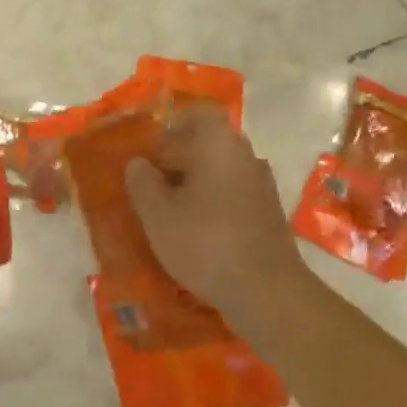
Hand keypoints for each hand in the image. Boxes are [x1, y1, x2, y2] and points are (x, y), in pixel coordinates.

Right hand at [124, 107, 311, 322]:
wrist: (267, 291)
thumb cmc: (205, 242)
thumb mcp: (158, 215)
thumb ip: (142, 183)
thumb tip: (138, 163)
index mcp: (218, 143)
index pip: (196, 115)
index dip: (171, 128)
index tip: (151, 150)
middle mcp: (244, 154)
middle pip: (208, 142)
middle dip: (179, 157)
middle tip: (153, 182)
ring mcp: (261, 183)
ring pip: (221, 169)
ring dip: (196, 182)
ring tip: (170, 209)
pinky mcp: (269, 212)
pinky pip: (234, 192)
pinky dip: (214, 202)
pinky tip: (197, 229)